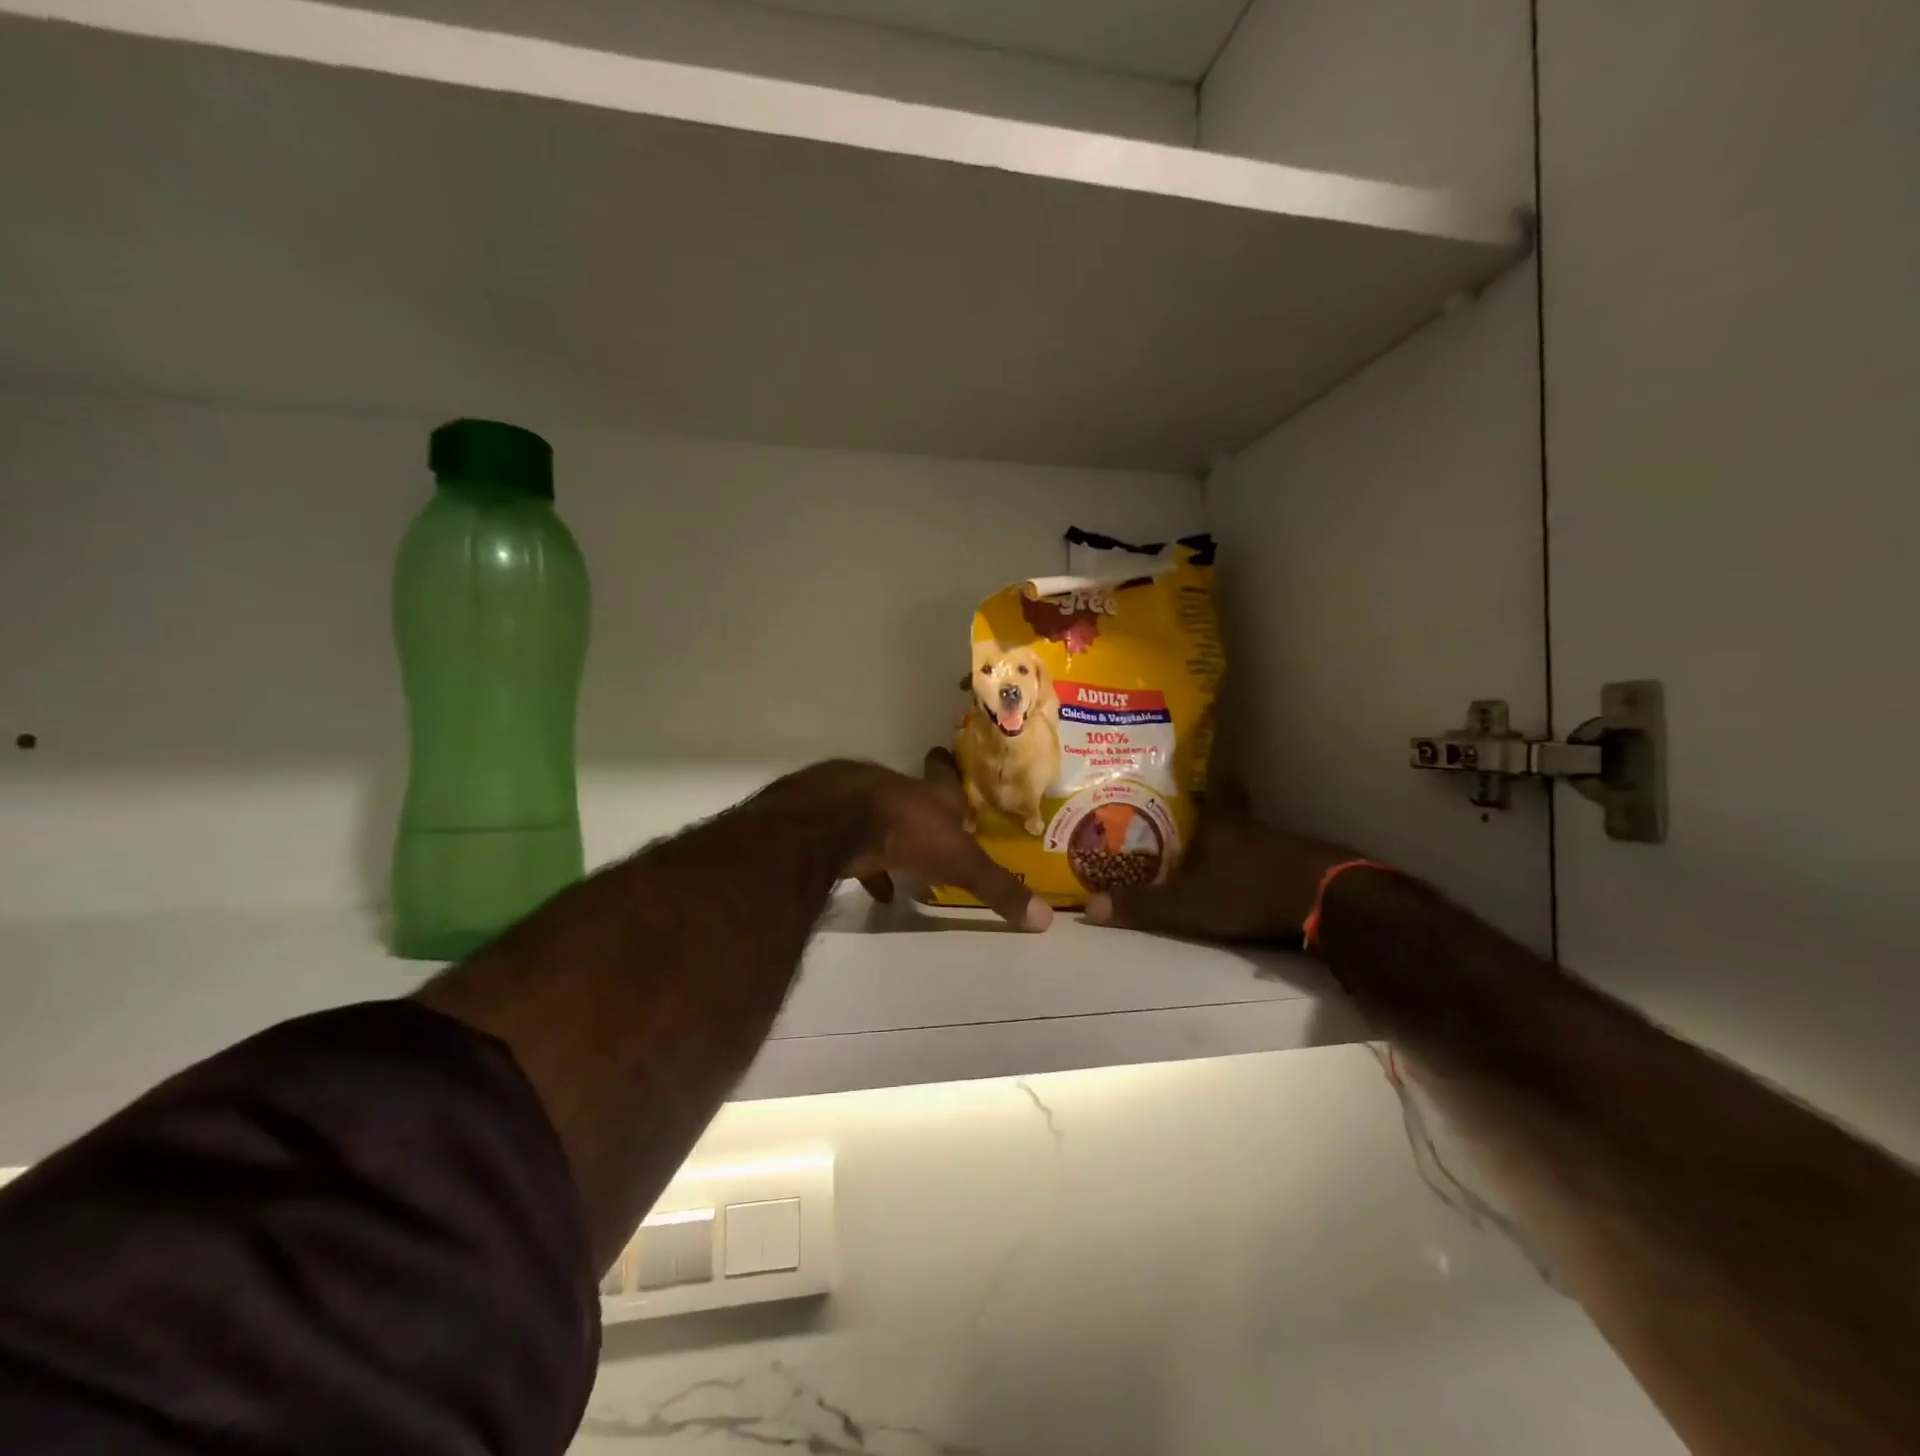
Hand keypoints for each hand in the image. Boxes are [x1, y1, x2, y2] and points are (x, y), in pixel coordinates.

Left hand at [781, 752, 1052, 931]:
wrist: (839, 821)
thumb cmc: (908, 830)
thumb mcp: (960, 862)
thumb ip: (997, 888)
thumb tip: (1044, 919)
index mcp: (932, 795)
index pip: (944, 776)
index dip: (946, 769)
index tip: (943, 757)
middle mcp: (899, 793)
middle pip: (913, 796)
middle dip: (923, 807)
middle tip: (935, 820)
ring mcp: (862, 806)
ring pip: (882, 818)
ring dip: (894, 835)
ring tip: (906, 859)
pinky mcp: (835, 826)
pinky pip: (855, 845)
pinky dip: (868, 865)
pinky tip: (877, 889)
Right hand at [1083, 786, 1353, 943]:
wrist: (1330, 901)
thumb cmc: (1251, 893)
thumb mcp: (1189, 905)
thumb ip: (1144, 906)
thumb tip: (1088, 907)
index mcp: (1219, 824)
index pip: (1207, 790)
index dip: (1196, 785)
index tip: (1181, 784)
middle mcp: (1249, 825)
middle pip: (1224, 815)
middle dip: (1205, 823)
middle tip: (1181, 833)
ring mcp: (1282, 843)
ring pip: (1247, 838)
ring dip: (1231, 848)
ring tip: (1208, 863)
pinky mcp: (1305, 864)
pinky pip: (1271, 859)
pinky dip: (1257, 868)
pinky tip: (1249, 885)